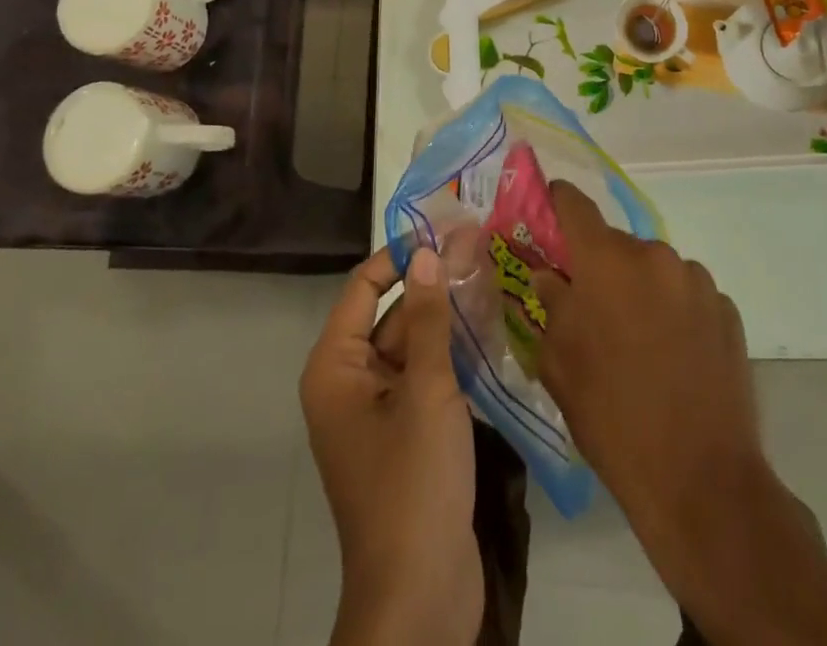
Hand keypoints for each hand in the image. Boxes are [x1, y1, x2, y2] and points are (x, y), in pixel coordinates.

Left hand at [300, 247, 479, 645]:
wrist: (420, 599)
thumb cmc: (412, 483)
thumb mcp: (425, 391)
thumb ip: (427, 318)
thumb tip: (427, 252)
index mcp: (336, 368)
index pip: (363, 287)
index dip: (400, 255)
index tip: (443, 228)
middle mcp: (350, 382)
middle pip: (390, 314)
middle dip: (432, 284)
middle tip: (479, 247)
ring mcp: (379, 411)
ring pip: (412, 345)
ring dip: (446, 317)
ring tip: (490, 276)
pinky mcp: (407, 435)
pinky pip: (425, 377)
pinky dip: (451, 353)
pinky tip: (490, 328)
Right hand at [533, 181, 764, 539]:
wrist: (701, 481)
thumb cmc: (613, 417)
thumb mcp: (560, 364)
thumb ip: (551, 306)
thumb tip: (549, 276)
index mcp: (606, 261)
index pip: (574, 204)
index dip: (556, 202)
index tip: (547, 211)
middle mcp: (653, 255)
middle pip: (616, 244)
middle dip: (600, 267)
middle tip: (592, 309)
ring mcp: (697, 281)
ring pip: (654, 269)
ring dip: (641, 288)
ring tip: (639, 341)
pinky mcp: (727, 310)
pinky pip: (688, 294)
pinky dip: (675, 310)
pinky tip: (674, 355)